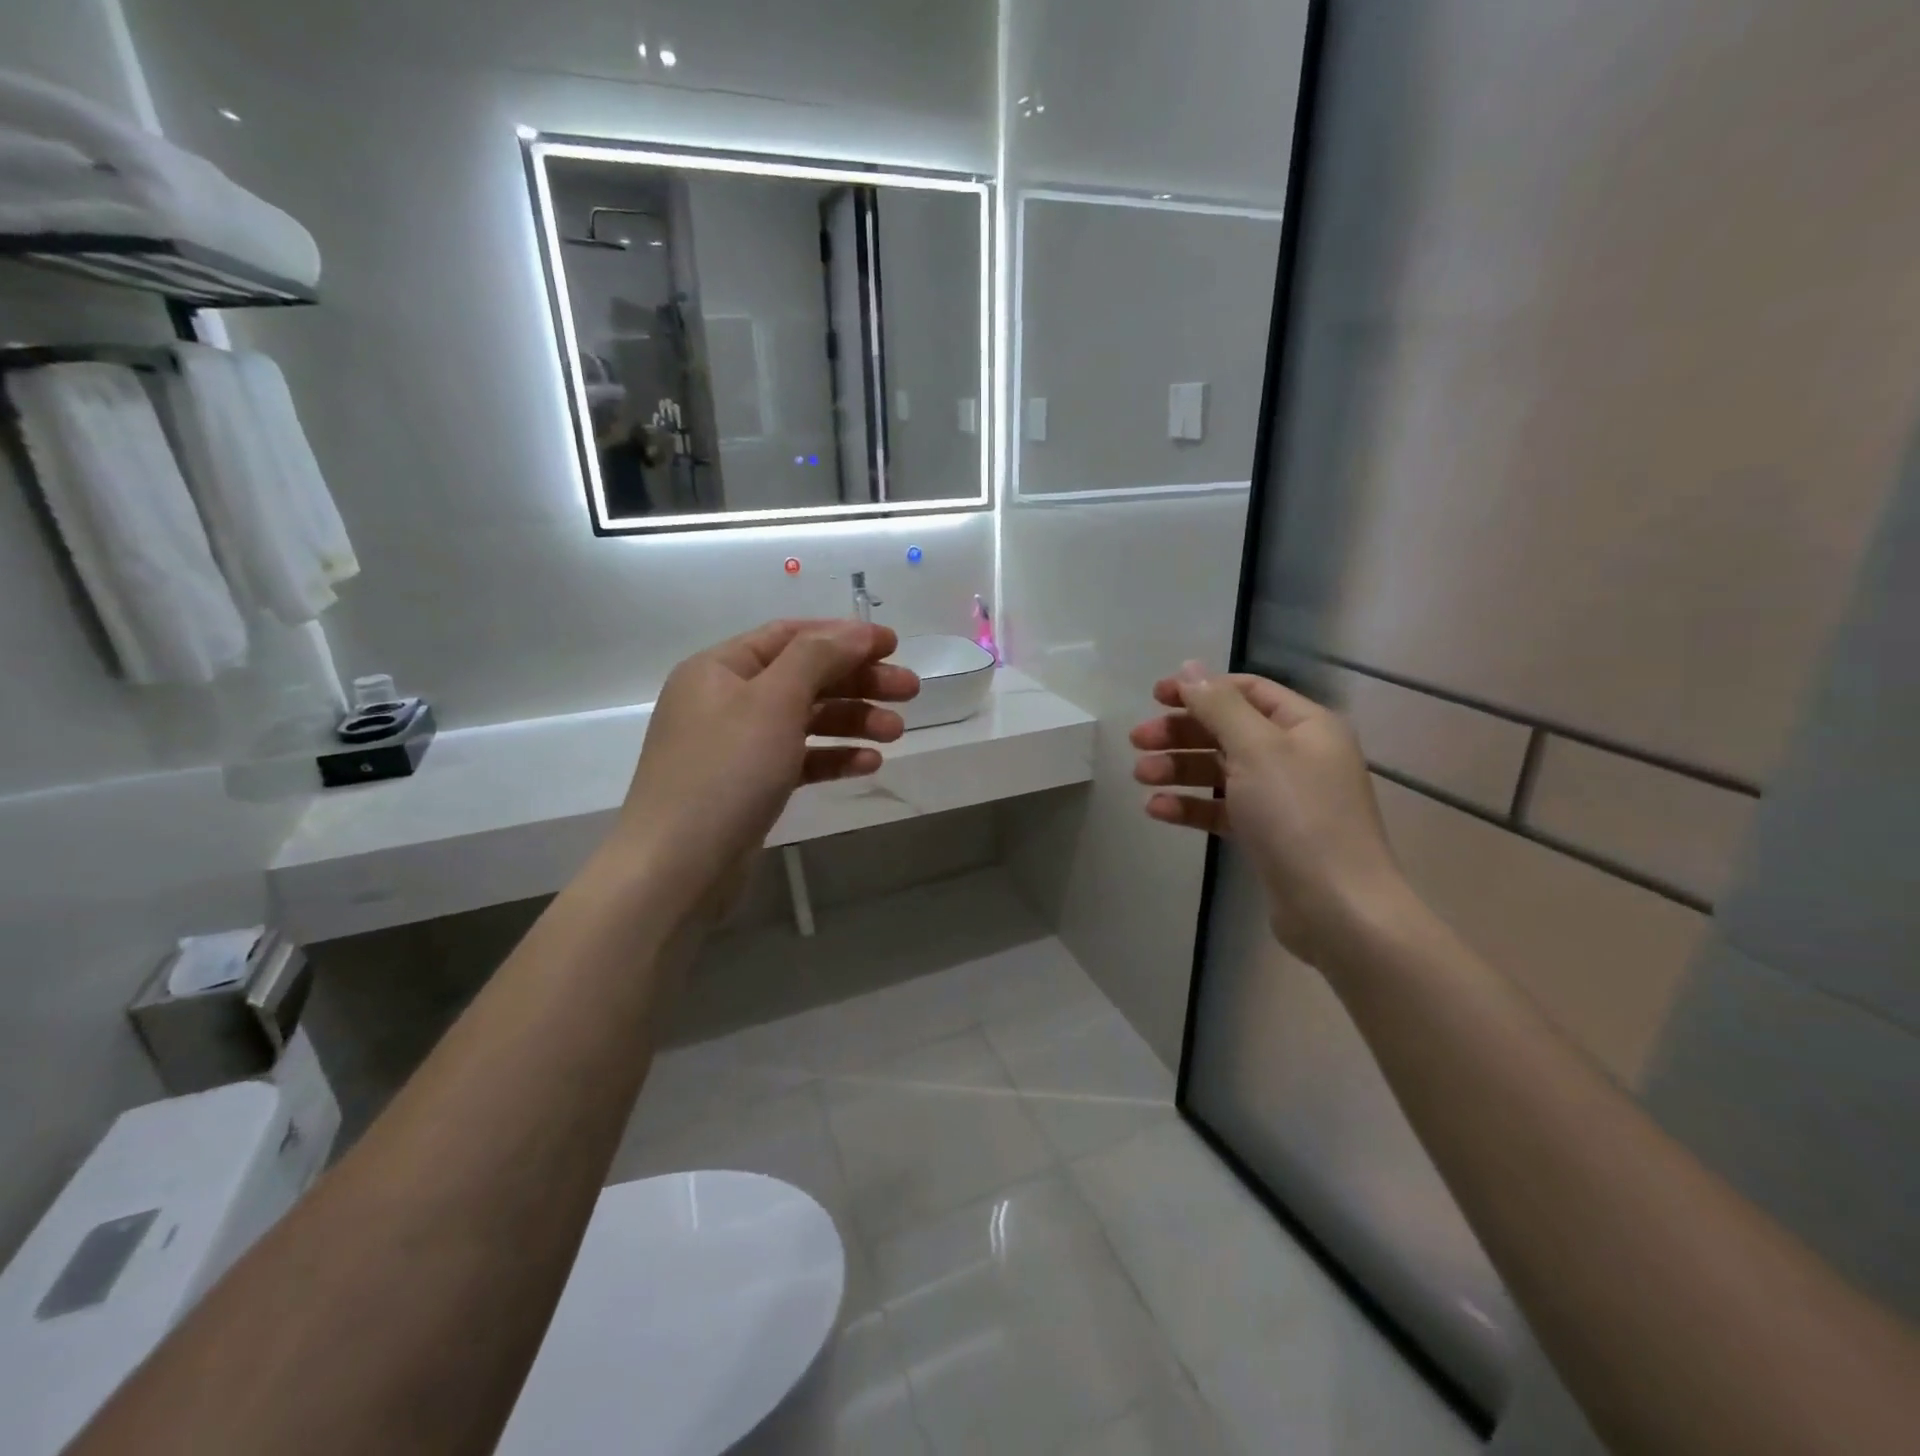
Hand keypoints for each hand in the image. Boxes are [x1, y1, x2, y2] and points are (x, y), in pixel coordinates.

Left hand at [600, 620, 918, 912]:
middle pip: (804, 677)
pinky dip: (834, 757)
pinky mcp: (751, 786)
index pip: (790, 636)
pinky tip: (869, 763)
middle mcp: (727, 700)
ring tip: (898, 732)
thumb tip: (858, 630)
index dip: (844, 636)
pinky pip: (800, 759)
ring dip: (854, 720)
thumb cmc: (725, 772)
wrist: (677, 868)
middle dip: (858, 680)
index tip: (893, 644)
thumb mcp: (773, 701)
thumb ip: (818, 657)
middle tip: (910, 690)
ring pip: (806, 720)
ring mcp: (738, 746)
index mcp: (720, 668)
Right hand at [1130, 662, 1410, 963]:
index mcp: (1305, 725)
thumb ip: (1219, 705)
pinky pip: (1221, 809)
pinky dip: (1190, 806)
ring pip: (1220, 771)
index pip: (1247, 691)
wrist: (1336, 908)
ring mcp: (1282, 798)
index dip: (1200, 689)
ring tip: (1141, 777)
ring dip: (1179, 769)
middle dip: (1181, 733)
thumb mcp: (1256, 748)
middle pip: (1228, 730)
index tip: (1155, 697)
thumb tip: (1190, 667)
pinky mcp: (1266, 835)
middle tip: (1138, 741)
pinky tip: (1157, 809)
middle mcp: (1296, 755)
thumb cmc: (1298, 815)